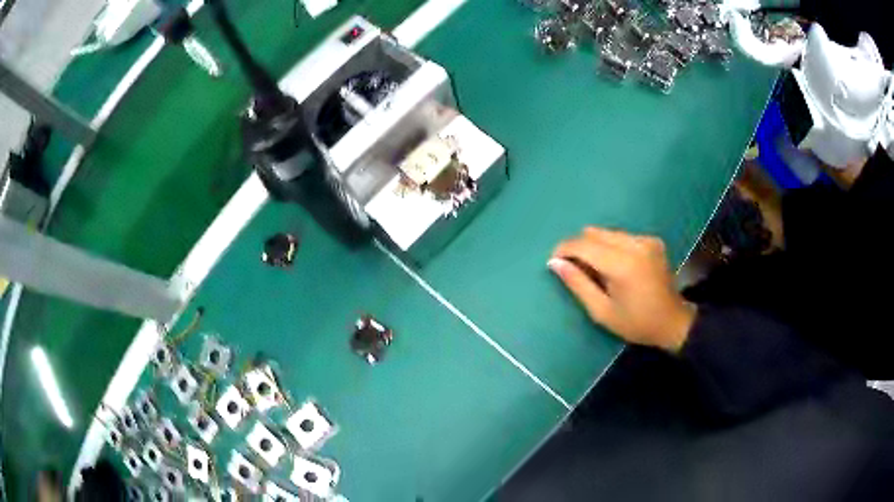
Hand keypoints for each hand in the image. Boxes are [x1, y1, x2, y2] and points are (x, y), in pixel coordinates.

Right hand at [549, 227, 695, 351]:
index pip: (584, 245)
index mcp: (623, 265)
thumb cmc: (636, 323)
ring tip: (596, 271)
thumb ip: (578, 284)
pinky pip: (621, 236)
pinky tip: (615, 267)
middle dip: (579, 247)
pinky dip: (610, 247)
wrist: (673, 322)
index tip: (554, 261)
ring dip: (595, 247)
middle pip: (594, 232)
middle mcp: (635, 244)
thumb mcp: (602, 312)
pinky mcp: (652, 240)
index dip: (564, 249)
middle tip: (575, 270)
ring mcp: (646, 240)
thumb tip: (555, 263)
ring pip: (607, 232)